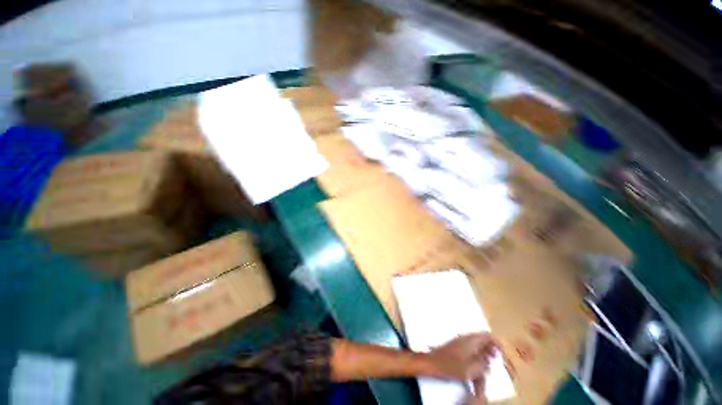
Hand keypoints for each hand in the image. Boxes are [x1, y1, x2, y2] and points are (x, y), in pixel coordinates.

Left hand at [424, 333, 497, 380]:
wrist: (432, 363)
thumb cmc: (451, 366)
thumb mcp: (471, 369)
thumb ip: (483, 364)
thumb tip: (489, 361)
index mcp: (470, 340)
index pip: (487, 335)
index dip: (497, 342)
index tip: (503, 352)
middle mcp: (465, 338)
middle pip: (482, 338)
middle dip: (491, 347)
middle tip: (497, 357)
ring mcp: (459, 341)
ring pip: (476, 343)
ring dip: (484, 351)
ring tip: (489, 362)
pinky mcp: (455, 346)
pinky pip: (469, 347)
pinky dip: (476, 353)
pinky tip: (477, 363)